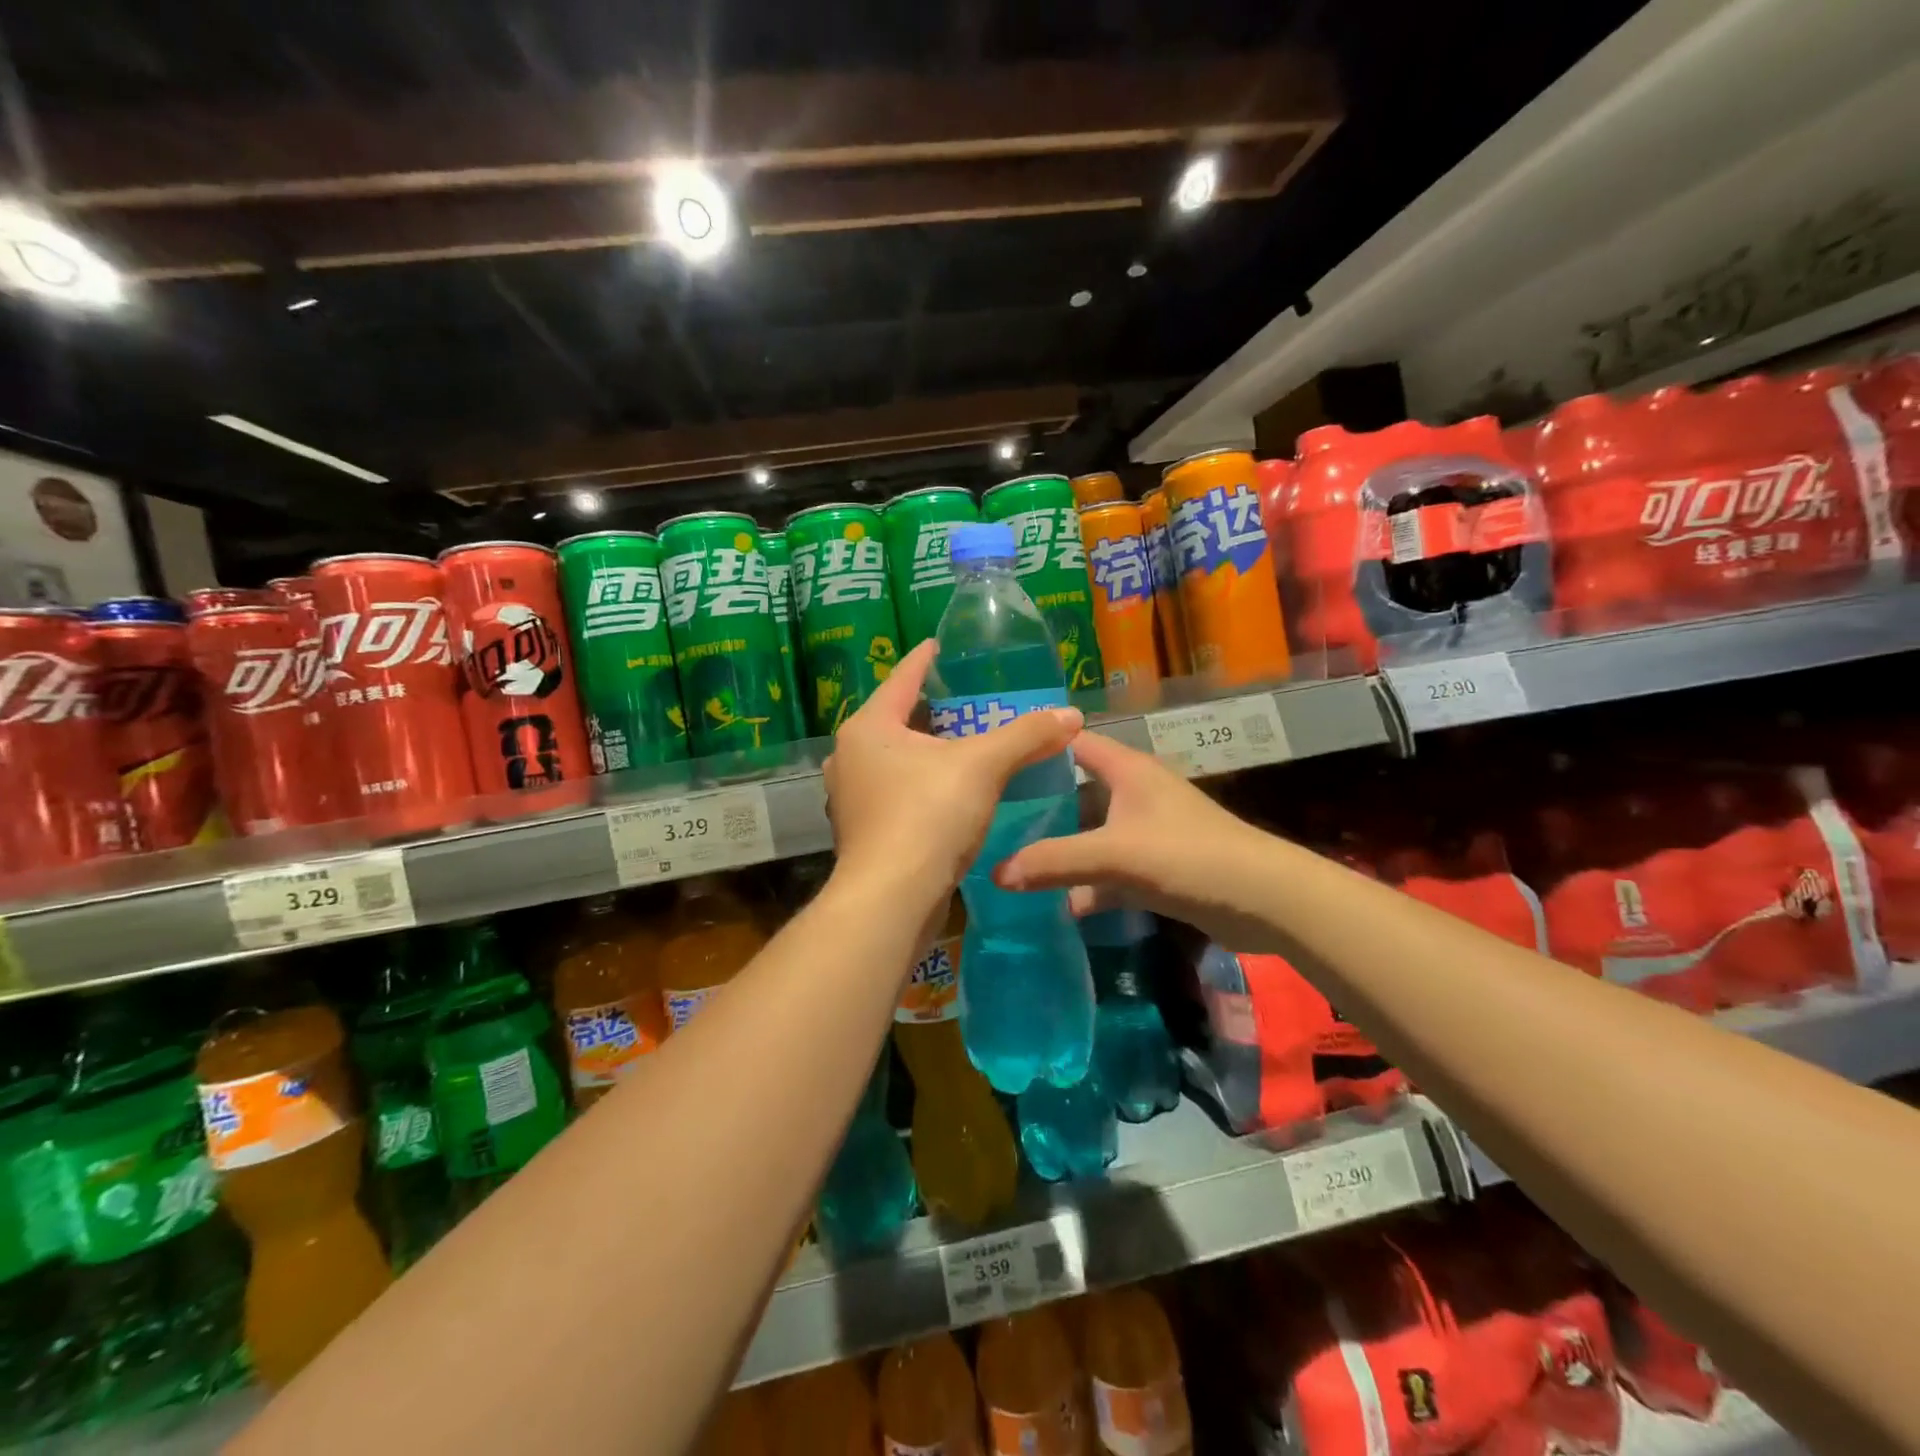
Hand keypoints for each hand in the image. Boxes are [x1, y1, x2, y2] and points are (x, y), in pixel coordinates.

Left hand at [823, 639, 1082, 903]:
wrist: (891, 900)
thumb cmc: (927, 817)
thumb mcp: (982, 767)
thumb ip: (1026, 736)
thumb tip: (1072, 715)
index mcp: (869, 727)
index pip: (902, 678)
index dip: (925, 660)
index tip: (941, 645)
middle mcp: (849, 757)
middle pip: (896, 720)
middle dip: (930, 710)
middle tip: (966, 700)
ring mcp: (851, 797)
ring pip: (894, 760)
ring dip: (925, 751)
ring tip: (962, 744)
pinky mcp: (863, 832)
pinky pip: (895, 792)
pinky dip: (921, 784)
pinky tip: (948, 792)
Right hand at [993, 731, 1283, 951]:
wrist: (1264, 901)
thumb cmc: (1188, 856)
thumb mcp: (1115, 855)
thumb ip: (1055, 861)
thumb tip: (996, 874)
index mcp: (1127, 770)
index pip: (1074, 742)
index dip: (1037, 745)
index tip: (995, 759)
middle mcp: (1135, 793)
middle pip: (1076, 790)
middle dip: (1038, 805)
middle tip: (990, 817)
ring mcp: (1146, 832)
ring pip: (1091, 833)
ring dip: (1061, 849)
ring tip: (1011, 861)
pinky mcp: (1156, 868)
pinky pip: (1110, 870)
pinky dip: (1088, 886)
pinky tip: (1059, 905)